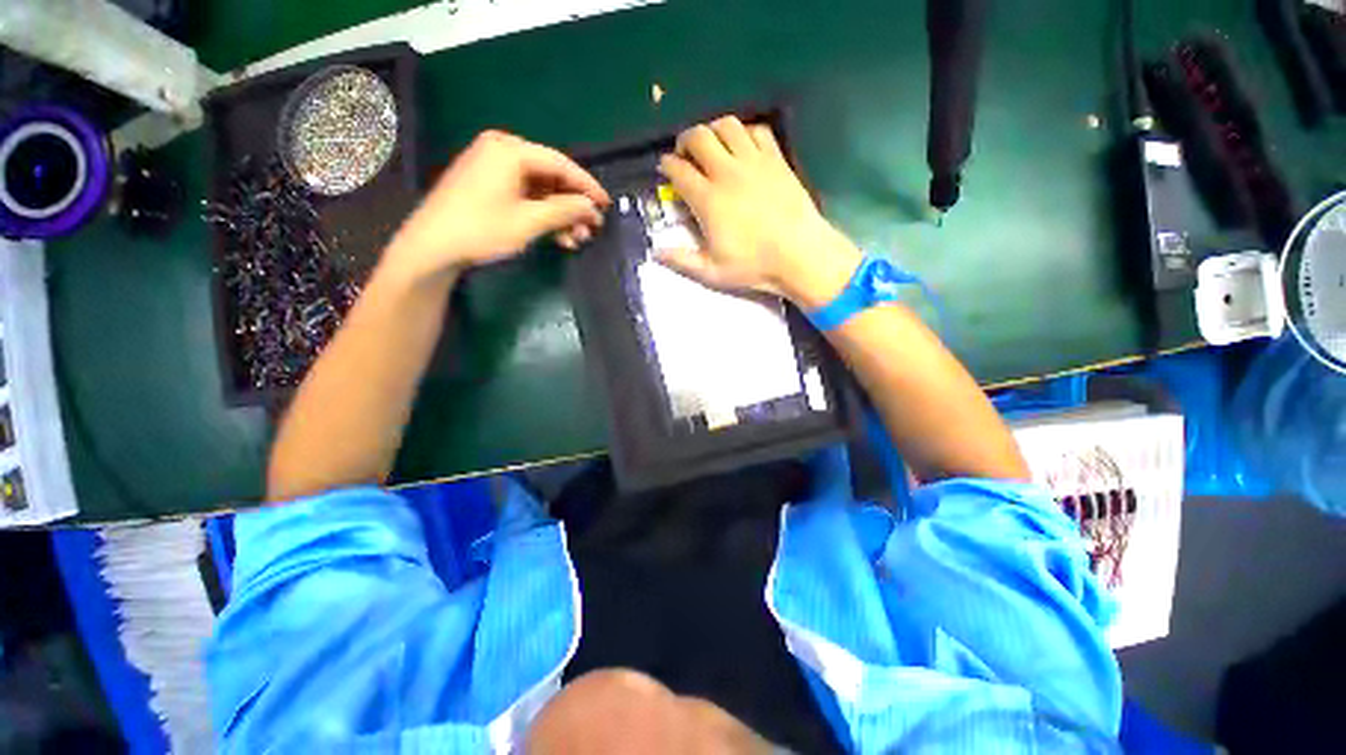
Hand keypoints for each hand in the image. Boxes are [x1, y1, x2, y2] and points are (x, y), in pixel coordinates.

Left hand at [382, 130, 609, 284]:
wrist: (432, 247)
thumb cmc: (482, 230)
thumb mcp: (529, 222)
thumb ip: (565, 211)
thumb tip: (592, 208)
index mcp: (510, 150)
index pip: (561, 164)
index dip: (587, 186)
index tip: (606, 205)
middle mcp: (501, 150)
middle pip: (550, 176)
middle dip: (572, 206)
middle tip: (591, 229)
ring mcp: (492, 167)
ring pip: (539, 189)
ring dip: (560, 215)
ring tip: (575, 240)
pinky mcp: (486, 184)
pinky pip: (524, 195)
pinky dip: (542, 214)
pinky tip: (556, 236)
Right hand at [656, 117, 860, 308]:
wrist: (800, 255)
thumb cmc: (754, 266)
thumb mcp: (712, 273)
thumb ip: (682, 261)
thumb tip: (655, 252)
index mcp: (708, 200)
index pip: (678, 170)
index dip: (666, 165)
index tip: (664, 169)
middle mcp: (727, 173)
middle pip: (698, 136)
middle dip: (685, 140)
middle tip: (685, 154)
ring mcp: (754, 162)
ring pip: (727, 125)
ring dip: (713, 130)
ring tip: (713, 145)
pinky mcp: (776, 159)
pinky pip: (758, 130)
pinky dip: (745, 133)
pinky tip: (743, 147)